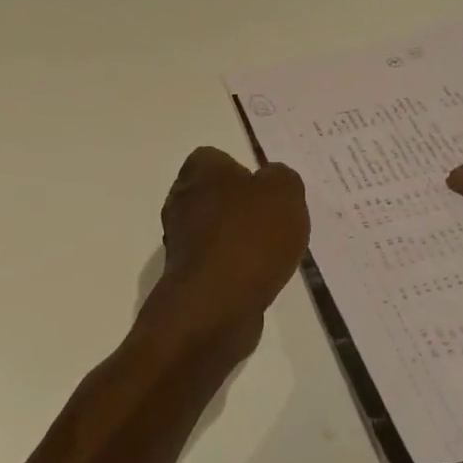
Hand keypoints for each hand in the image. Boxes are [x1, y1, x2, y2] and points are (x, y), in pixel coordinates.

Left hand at [139, 147, 309, 365]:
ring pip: (213, 229)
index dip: (242, 171)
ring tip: (270, 253)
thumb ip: (282, 177)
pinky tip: (256, 278)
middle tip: (273, 221)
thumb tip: (271, 179)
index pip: (215, 158)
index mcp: (199, 171)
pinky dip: (233, 267)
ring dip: (237, 239)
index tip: (267, 191)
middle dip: (240, 206)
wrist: (215, 303)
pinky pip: (214, 261)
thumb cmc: (250, 236)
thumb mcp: (284, 192)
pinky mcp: (185, 275)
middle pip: (213, 194)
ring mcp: (179, 239)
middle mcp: (181, 199)